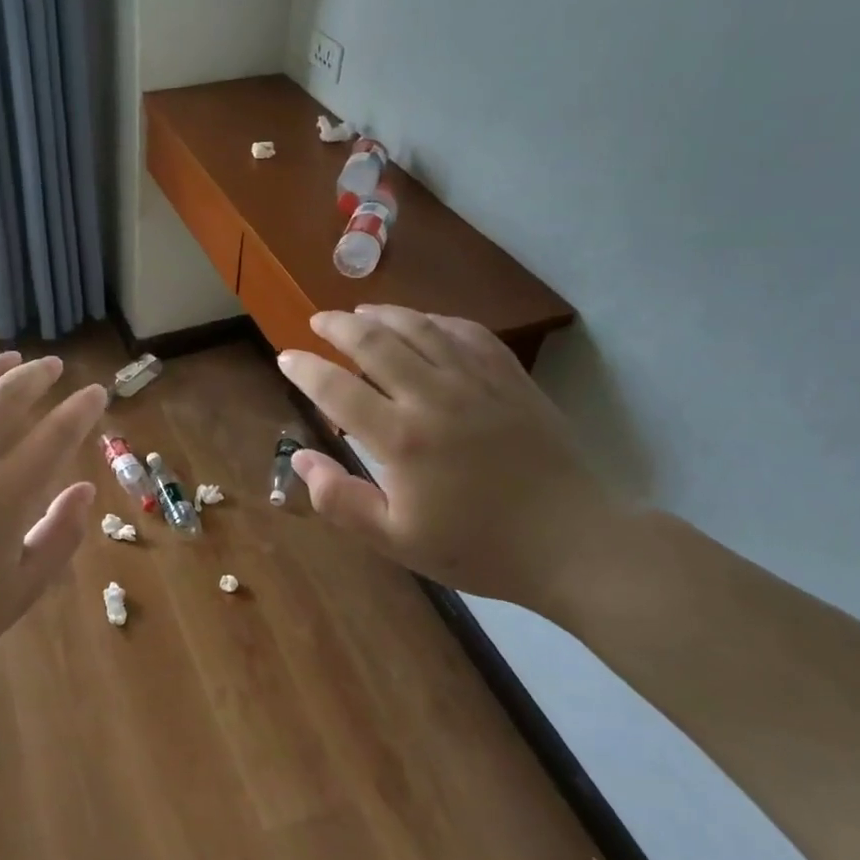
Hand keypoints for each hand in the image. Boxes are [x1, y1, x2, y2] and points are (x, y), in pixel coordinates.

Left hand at [0, 351, 106, 708]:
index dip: (80, 408)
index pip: (55, 434)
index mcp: (3, 495)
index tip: (95, 392)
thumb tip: (85, 489)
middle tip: (53, 365)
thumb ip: (59, 537)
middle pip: (7, 396)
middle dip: (37, 374)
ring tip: (9, 358)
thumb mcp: (19, 592)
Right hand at [278, 306, 623, 612]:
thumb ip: (341, 501)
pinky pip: (466, 332)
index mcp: (402, 439)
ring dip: (382, 314)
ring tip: (360, 312)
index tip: (286, 357)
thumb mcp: (398, 541)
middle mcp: (434, 397)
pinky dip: (436, 320)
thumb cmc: (479, 547)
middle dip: (337, 326)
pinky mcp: (510, 377)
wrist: (574, 543)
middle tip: (317, 321)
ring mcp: (477, 381)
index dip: (305, 368)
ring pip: (419, 327)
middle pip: (374, 342)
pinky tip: (424, 323)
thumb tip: (300, 458)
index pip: (337, 389)